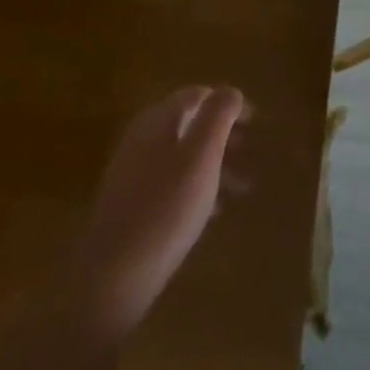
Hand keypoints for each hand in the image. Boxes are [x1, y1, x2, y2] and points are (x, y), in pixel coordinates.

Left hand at [74, 85, 248, 341]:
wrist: (112, 278)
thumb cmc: (166, 209)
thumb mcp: (202, 155)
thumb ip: (218, 115)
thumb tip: (230, 91)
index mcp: (157, 120)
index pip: (198, 95)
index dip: (229, 104)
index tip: (256, 123)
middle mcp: (141, 138)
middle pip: (190, 124)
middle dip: (224, 135)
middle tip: (252, 153)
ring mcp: (132, 172)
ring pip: (182, 155)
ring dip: (214, 163)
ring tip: (242, 187)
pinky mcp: (130, 205)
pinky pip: (171, 182)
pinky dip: (196, 186)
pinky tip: (213, 210)